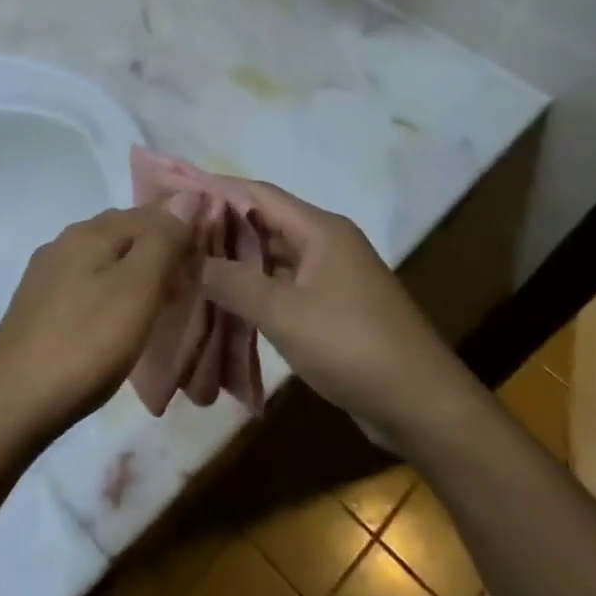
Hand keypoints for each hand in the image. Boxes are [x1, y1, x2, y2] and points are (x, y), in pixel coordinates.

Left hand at [0, 206, 195, 447]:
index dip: (183, 230)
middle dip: (160, 251)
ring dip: (136, 274)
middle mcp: (63, 243)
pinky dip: (113, 294)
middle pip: (124, 234)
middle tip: (191, 285)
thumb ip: (163, 241)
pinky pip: (87, 286)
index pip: (148, 213)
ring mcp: (46, 276)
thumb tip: (187, 195)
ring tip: (162, 305)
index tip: (210, 260)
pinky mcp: (38, 307)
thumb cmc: (84, 344)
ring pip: (105, 261)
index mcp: (88, 232)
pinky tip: (120, 322)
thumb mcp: (136, 290)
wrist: (11, 403)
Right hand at [199, 180, 472, 441]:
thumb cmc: (352, 347)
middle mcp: (326, 244)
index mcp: (320, 230)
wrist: (421, 405)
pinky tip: (223, 302)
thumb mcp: (284, 313)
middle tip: (174, 233)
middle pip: (264, 223)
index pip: (258, 194)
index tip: (175, 192)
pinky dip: (254, 289)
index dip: (216, 189)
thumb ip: (233, 282)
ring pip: (272, 257)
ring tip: (188, 265)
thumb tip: (192, 260)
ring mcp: (332, 277)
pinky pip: (284, 286)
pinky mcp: (333, 307)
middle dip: (220, 227)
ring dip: (235, 261)